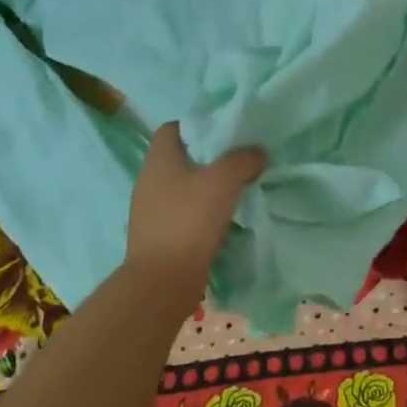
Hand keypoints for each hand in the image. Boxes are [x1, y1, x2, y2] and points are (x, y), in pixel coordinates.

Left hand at [125, 122, 266, 290]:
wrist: (163, 280)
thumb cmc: (190, 219)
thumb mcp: (224, 179)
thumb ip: (244, 159)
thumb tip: (257, 153)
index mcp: (159, 159)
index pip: (172, 128)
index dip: (198, 126)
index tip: (225, 135)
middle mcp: (149, 180)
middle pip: (181, 158)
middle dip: (209, 159)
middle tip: (239, 163)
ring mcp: (150, 210)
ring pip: (184, 188)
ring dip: (207, 189)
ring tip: (237, 192)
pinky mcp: (158, 236)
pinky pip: (184, 214)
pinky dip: (202, 214)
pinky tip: (224, 222)